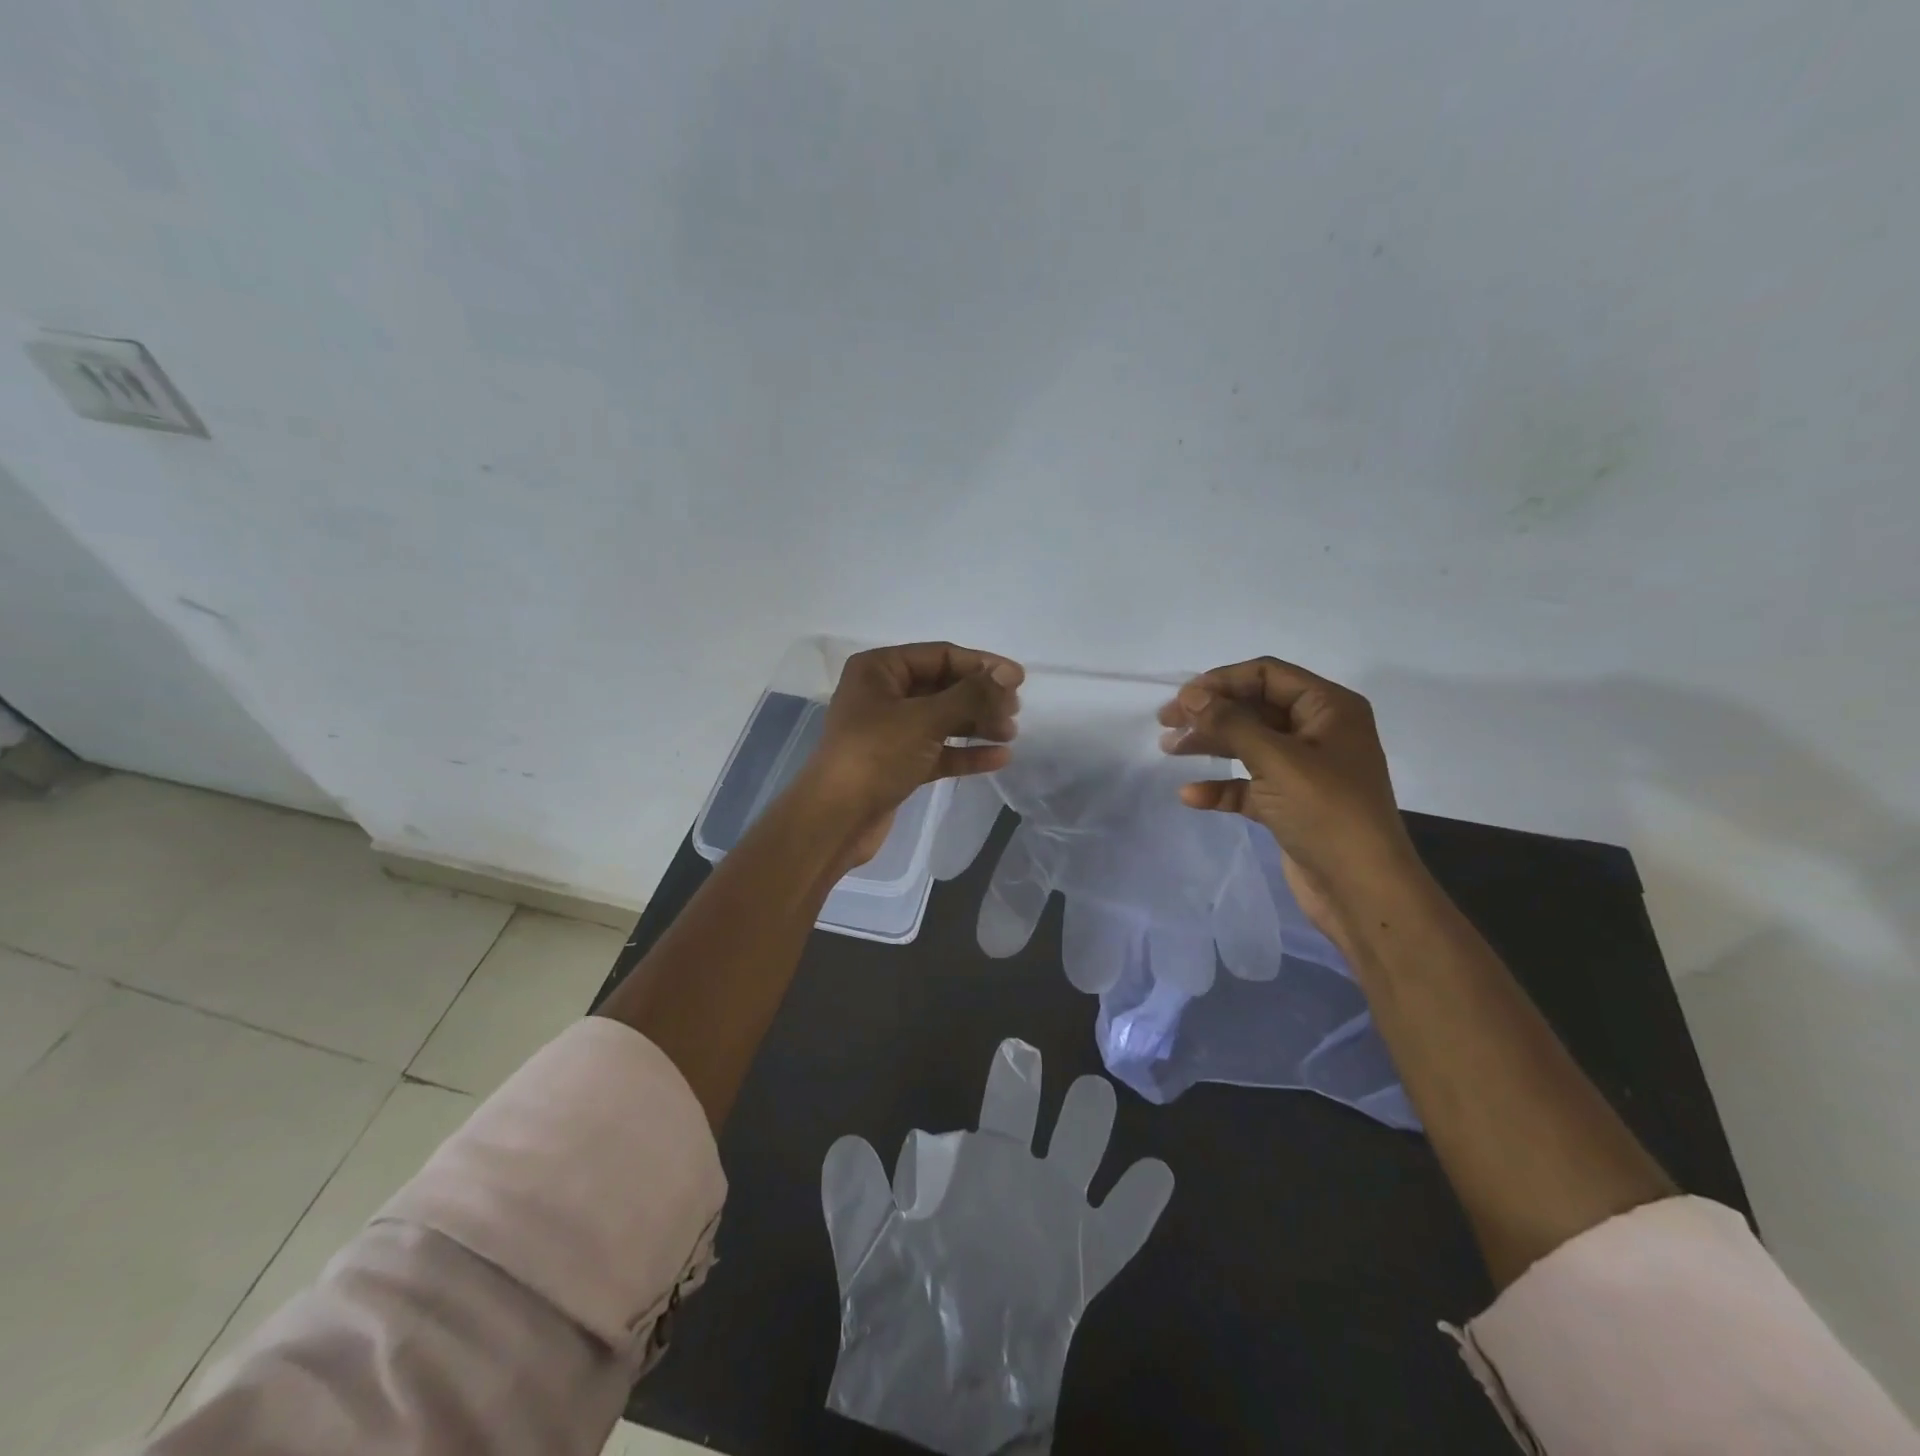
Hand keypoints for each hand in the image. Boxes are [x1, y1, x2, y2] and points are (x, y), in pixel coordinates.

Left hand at [797, 641, 1023, 865]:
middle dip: (980, 697)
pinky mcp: (898, 763)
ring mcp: (890, 731)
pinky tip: (999, 758)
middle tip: (1014, 710)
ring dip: (977, 724)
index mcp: (879, 670)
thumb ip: (970, 694)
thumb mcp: (925, 718)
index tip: (1019, 679)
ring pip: (942, 720)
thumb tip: (1008, 674)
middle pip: (943, 687)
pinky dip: (965, 752)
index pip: (940, 656)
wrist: (835, 819)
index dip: (981, 665)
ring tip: (1010, 733)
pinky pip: (938, 750)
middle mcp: (883, 694)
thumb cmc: (876, 755)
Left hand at [822, 1040, 1171, 1454]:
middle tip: (1025, 1054)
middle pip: (1030, 1114)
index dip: (992, 1088)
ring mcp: (1053, 1215)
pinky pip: (1120, 1229)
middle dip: (1028, 1085)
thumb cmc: (904, 1307)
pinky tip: (1156, 1172)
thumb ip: (857, 1201)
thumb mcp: (869, 1252)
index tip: (1009, 1055)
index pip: (983, 1110)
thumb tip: (847, 1145)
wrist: (941, 1390)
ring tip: (1095, 1094)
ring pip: (1081, 1152)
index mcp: (971, 1165)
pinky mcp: (1081, 1265)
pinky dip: (1138, 1203)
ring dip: (1088, 1124)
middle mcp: (1016, 1175)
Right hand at [1157, 657, 1421, 937]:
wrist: (1362, 891)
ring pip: (1248, 745)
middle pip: (1254, 708)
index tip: (1182, 699)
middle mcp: (1319, 732)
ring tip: (1168, 750)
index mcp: (1329, 708)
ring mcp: (1304, 770)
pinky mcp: (1290, 804)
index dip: (1222, 681)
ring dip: (1210, 745)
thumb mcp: (1277, 760)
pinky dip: (1221, 786)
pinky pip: (1249, 784)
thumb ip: (1230, 723)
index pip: (1268, 675)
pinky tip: (1192, 796)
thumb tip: (1190, 694)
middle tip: (1166, 724)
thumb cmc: (1326, 813)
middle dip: (1210, 714)